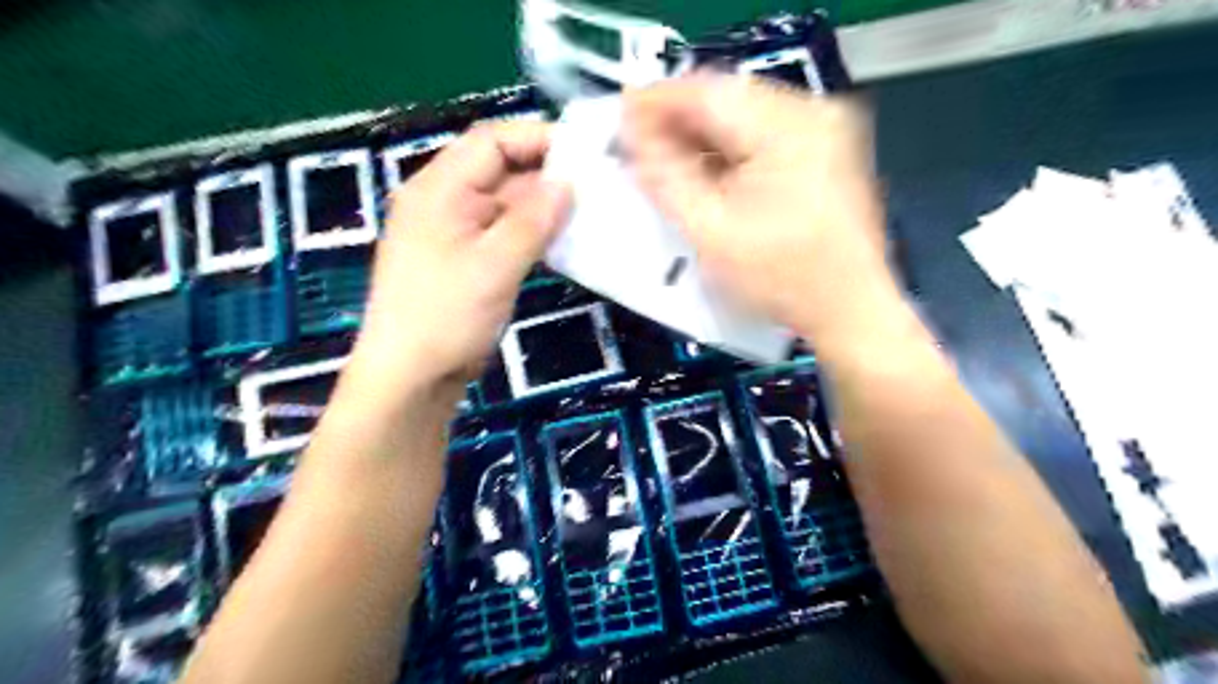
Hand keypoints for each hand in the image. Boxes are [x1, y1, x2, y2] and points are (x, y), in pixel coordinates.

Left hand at [350, 121, 573, 395]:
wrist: (411, 377)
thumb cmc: (446, 316)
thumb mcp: (494, 265)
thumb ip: (533, 220)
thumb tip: (568, 184)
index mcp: (439, 189)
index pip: (491, 141)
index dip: (537, 139)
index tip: (585, 153)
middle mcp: (445, 201)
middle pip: (500, 170)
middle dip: (547, 175)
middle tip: (596, 186)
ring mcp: (456, 232)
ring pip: (506, 204)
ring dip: (544, 207)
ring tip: (588, 213)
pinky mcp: (467, 259)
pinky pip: (505, 232)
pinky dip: (533, 233)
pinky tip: (563, 241)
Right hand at [629, 72, 892, 345]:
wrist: (850, 312)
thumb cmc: (782, 280)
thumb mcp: (711, 233)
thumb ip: (667, 180)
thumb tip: (635, 140)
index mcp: (788, 128)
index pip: (708, 93)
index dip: (658, 102)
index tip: (622, 117)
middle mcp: (814, 115)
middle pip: (728, 99)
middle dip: (679, 121)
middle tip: (639, 143)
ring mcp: (826, 132)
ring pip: (745, 117)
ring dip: (702, 136)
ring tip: (666, 160)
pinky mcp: (827, 153)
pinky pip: (764, 136)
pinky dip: (730, 150)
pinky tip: (707, 173)